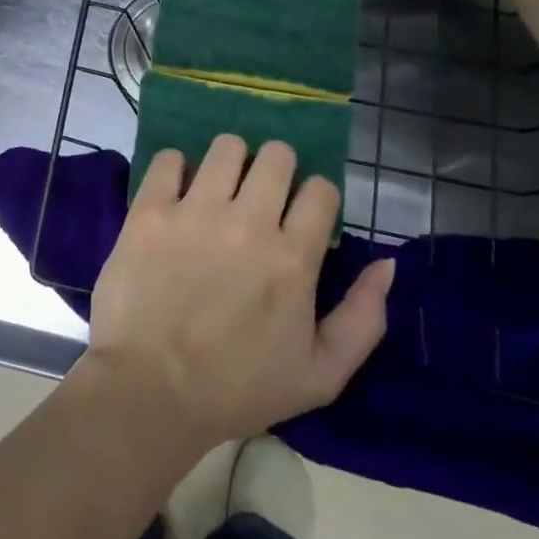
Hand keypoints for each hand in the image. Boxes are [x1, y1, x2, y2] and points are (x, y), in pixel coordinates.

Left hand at [84, 136, 394, 452]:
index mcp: (293, 258)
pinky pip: (168, 158)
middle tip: (261, 195)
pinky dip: (176, 168)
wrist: (151, 391)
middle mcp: (248, 222)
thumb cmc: (238, 388)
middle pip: (277, 155)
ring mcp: (195, 211)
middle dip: (277, 169)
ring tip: (219, 189)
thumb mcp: (321, 375)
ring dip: (230, 162)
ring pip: (226, 147)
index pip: (320, 189)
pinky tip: (177, 192)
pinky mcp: (150, 210)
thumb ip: (363, 318)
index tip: (301, 215)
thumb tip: (387, 264)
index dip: (316, 197)